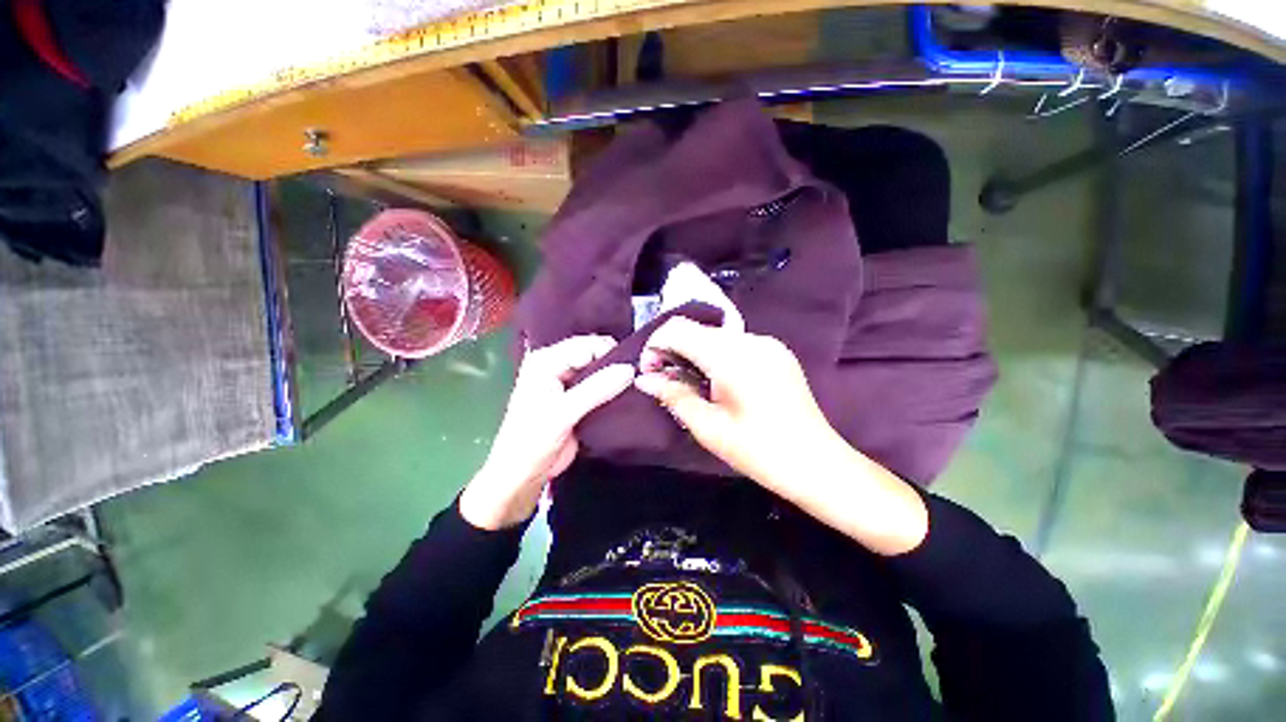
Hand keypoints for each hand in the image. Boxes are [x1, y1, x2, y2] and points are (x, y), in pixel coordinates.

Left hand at [460, 336, 634, 529]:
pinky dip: (612, 390)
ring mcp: (567, 382)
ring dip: (615, 377)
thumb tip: (630, 369)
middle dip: (614, 363)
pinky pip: (599, 386)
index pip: (587, 345)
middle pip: (593, 354)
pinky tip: (627, 395)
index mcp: (546, 360)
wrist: (524, 474)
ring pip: (598, 370)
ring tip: (637, 385)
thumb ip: (597, 389)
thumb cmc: (534, 440)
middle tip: (638, 376)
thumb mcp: (564, 412)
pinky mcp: (577, 398)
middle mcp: (556, 365)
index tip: (635, 367)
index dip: (611, 354)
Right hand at [635, 317, 927, 554]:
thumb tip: (644, 379)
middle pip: (696, 329)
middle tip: (664, 380)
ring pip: (714, 335)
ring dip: (693, 352)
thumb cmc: (759, 451)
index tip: (649, 373)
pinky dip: (714, 355)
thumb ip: (673, 395)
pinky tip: (715, 380)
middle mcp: (750, 340)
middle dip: (672, 349)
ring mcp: (767, 343)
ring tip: (688, 383)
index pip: (679, 330)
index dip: (656, 346)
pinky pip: (734, 344)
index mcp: (732, 357)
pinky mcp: (776, 351)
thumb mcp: (708, 427)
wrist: (817, 463)